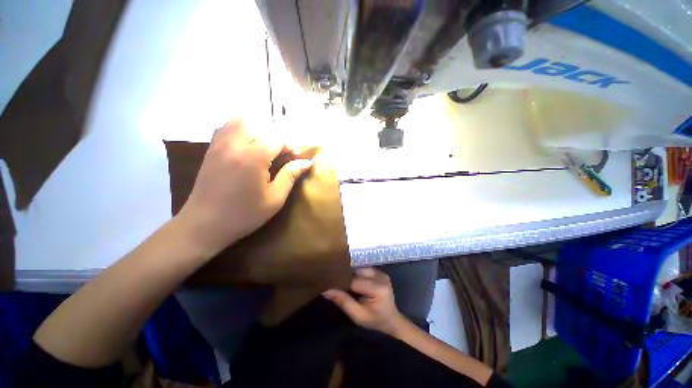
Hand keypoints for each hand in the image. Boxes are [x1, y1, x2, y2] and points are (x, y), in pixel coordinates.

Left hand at [177, 118, 313, 256]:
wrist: (204, 224)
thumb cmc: (244, 214)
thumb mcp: (275, 198)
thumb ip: (290, 175)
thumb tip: (307, 161)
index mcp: (253, 158)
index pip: (277, 137)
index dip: (291, 145)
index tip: (295, 158)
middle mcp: (235, 144)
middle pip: (260, 124)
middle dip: (276, 135)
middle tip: (281, 152)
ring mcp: (220, 144)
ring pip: (241, 119)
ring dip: (259, 128)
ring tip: (266, 146)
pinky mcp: (211, 148)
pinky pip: (227, 126)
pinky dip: (242, 129)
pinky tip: (248, 145)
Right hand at [323, 268, 404, 334]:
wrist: (392, 320)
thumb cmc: (375, 321)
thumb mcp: (358, 316)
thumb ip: (343, 302)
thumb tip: (326, 290)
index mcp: (378, 288)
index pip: (354, 281)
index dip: (342, 283)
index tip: (330, 285)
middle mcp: (381, 277)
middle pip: (357, 272)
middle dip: (346, 277)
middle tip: (335, 283)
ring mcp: (382, 273)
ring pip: (360, 268)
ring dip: (352, 274)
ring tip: (343, 282)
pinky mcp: (380, 272)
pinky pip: (364, 269)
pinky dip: (357, 274)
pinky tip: (352, 280)